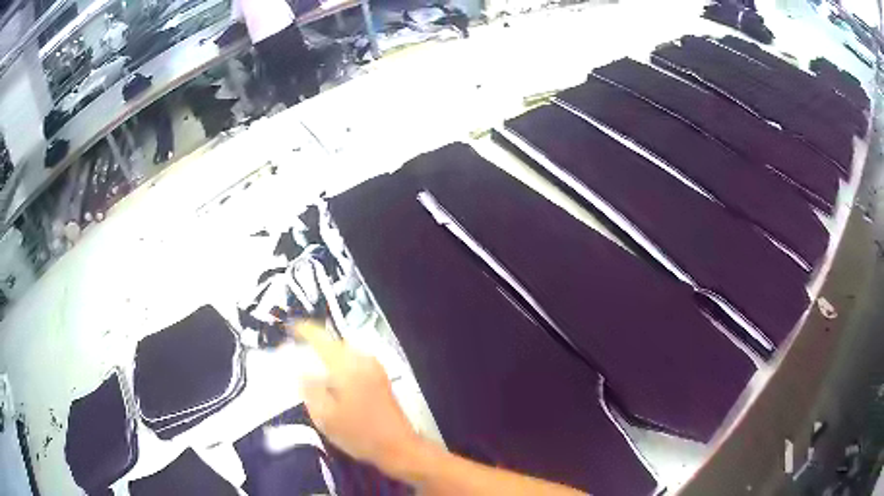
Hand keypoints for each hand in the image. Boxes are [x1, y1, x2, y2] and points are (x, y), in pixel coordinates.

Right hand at [291, 321, 419, 471]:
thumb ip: (309, 389)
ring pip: (345, 351)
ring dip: (327, 353)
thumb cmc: (360, 434)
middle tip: (296, 350)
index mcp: (347, 366)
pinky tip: (331, 378)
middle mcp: (363, 360)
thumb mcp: (325, 417)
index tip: (288, 329)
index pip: (321, 338)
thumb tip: (300, 370)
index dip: (303, 330)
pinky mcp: (380, 377)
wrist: (399, 447)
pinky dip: (339, 362)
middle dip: (315, 342)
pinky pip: (354, 360)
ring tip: (310, 364)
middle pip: (334, 342)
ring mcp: (375, 368)